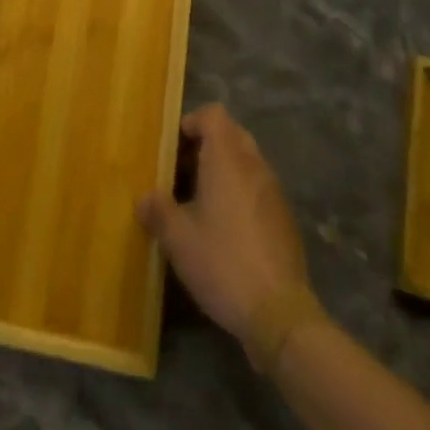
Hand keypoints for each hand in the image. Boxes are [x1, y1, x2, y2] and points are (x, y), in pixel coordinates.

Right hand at [137, 105, 310, 350]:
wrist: (280, 314)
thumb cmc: (223, 263)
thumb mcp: (177, 239)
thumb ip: (157, 211)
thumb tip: (144, 199)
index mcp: (227, 160)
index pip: (214, 114)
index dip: (192, 122)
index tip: (174, 147)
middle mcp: (254, 166)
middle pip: (232, 133)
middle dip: (207, 145)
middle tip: (183, 172)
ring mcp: (274, 192)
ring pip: (247, 161)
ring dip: (224, 170)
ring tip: (200, 201)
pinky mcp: (285, 219)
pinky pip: (258, 187)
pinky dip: (240, 192)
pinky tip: (226, 228)